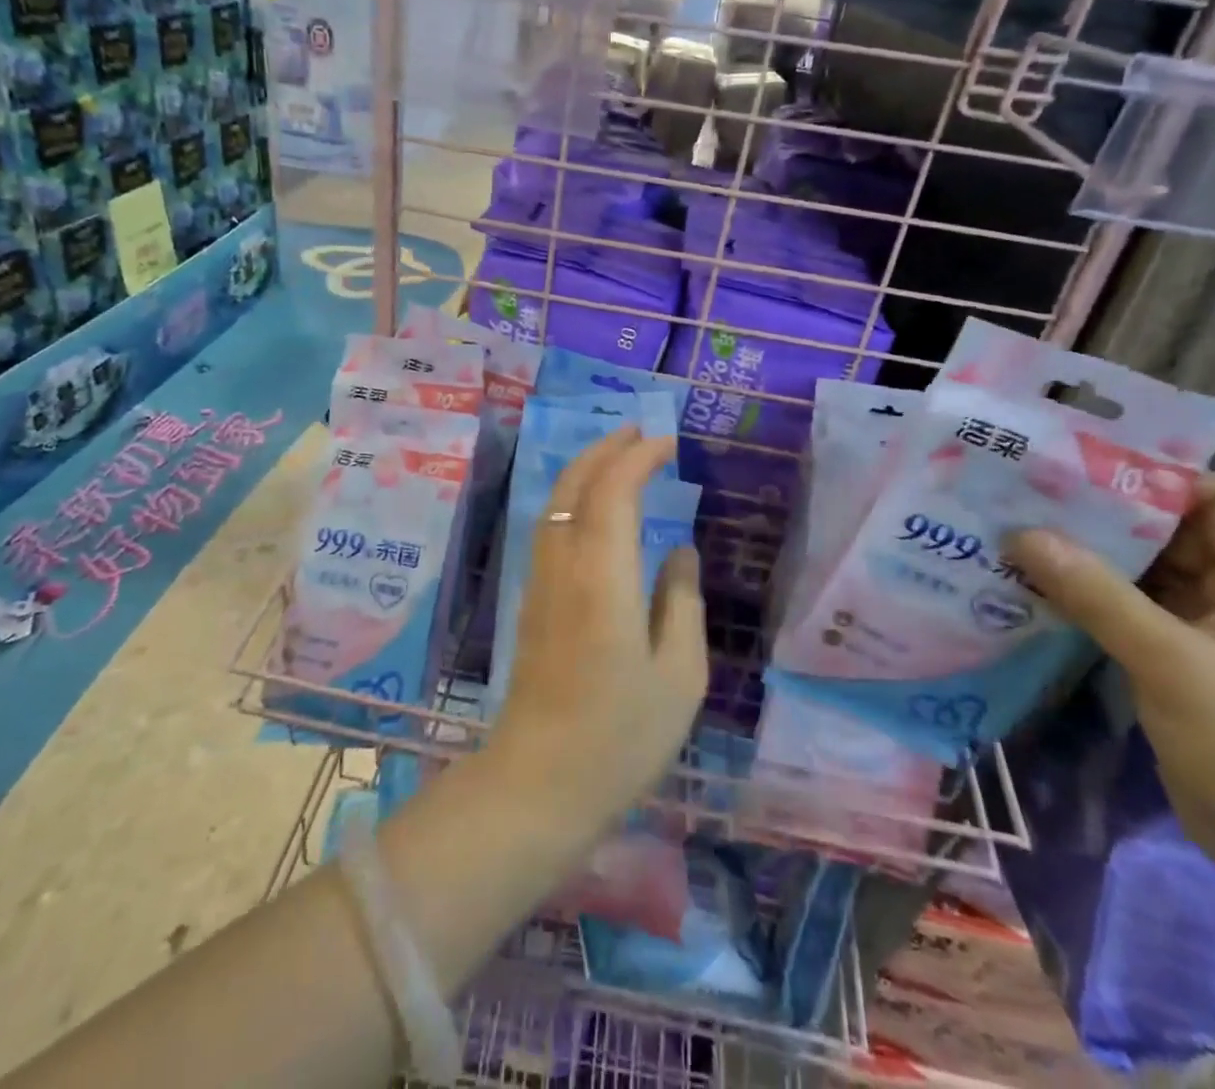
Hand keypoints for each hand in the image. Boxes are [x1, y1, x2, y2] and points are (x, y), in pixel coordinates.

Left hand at [490, 427, 707, 829]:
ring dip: (585, 470)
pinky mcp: (532, 600)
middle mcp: (564, 565)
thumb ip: (681, 600)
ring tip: (619, 457)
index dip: (639, 457)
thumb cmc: (622, 735)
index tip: (669, 443)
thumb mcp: (679, 674)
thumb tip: (681, 550)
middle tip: (640, 432)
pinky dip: (574, 498)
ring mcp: (540, 581)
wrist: (541, 782)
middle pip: (575, 484)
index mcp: (604, 576)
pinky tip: (593, 509)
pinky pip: (551, 527)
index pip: (614, 489)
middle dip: (605, 449)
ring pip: (556, 503)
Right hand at [1007, 474, 1214, 901]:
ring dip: (1090, 556)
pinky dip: (1093, 594)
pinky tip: (1039, 584)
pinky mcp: (1193, 658)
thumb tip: (1020, 535)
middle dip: (1101, 516)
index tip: (1069, 466)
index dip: (1147, 476)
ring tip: (1020, 533)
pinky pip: (1138, 607)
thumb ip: (1096, 594)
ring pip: (1149, 570)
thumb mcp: (1172, 664)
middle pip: (1174, 531)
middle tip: (1027, 496)